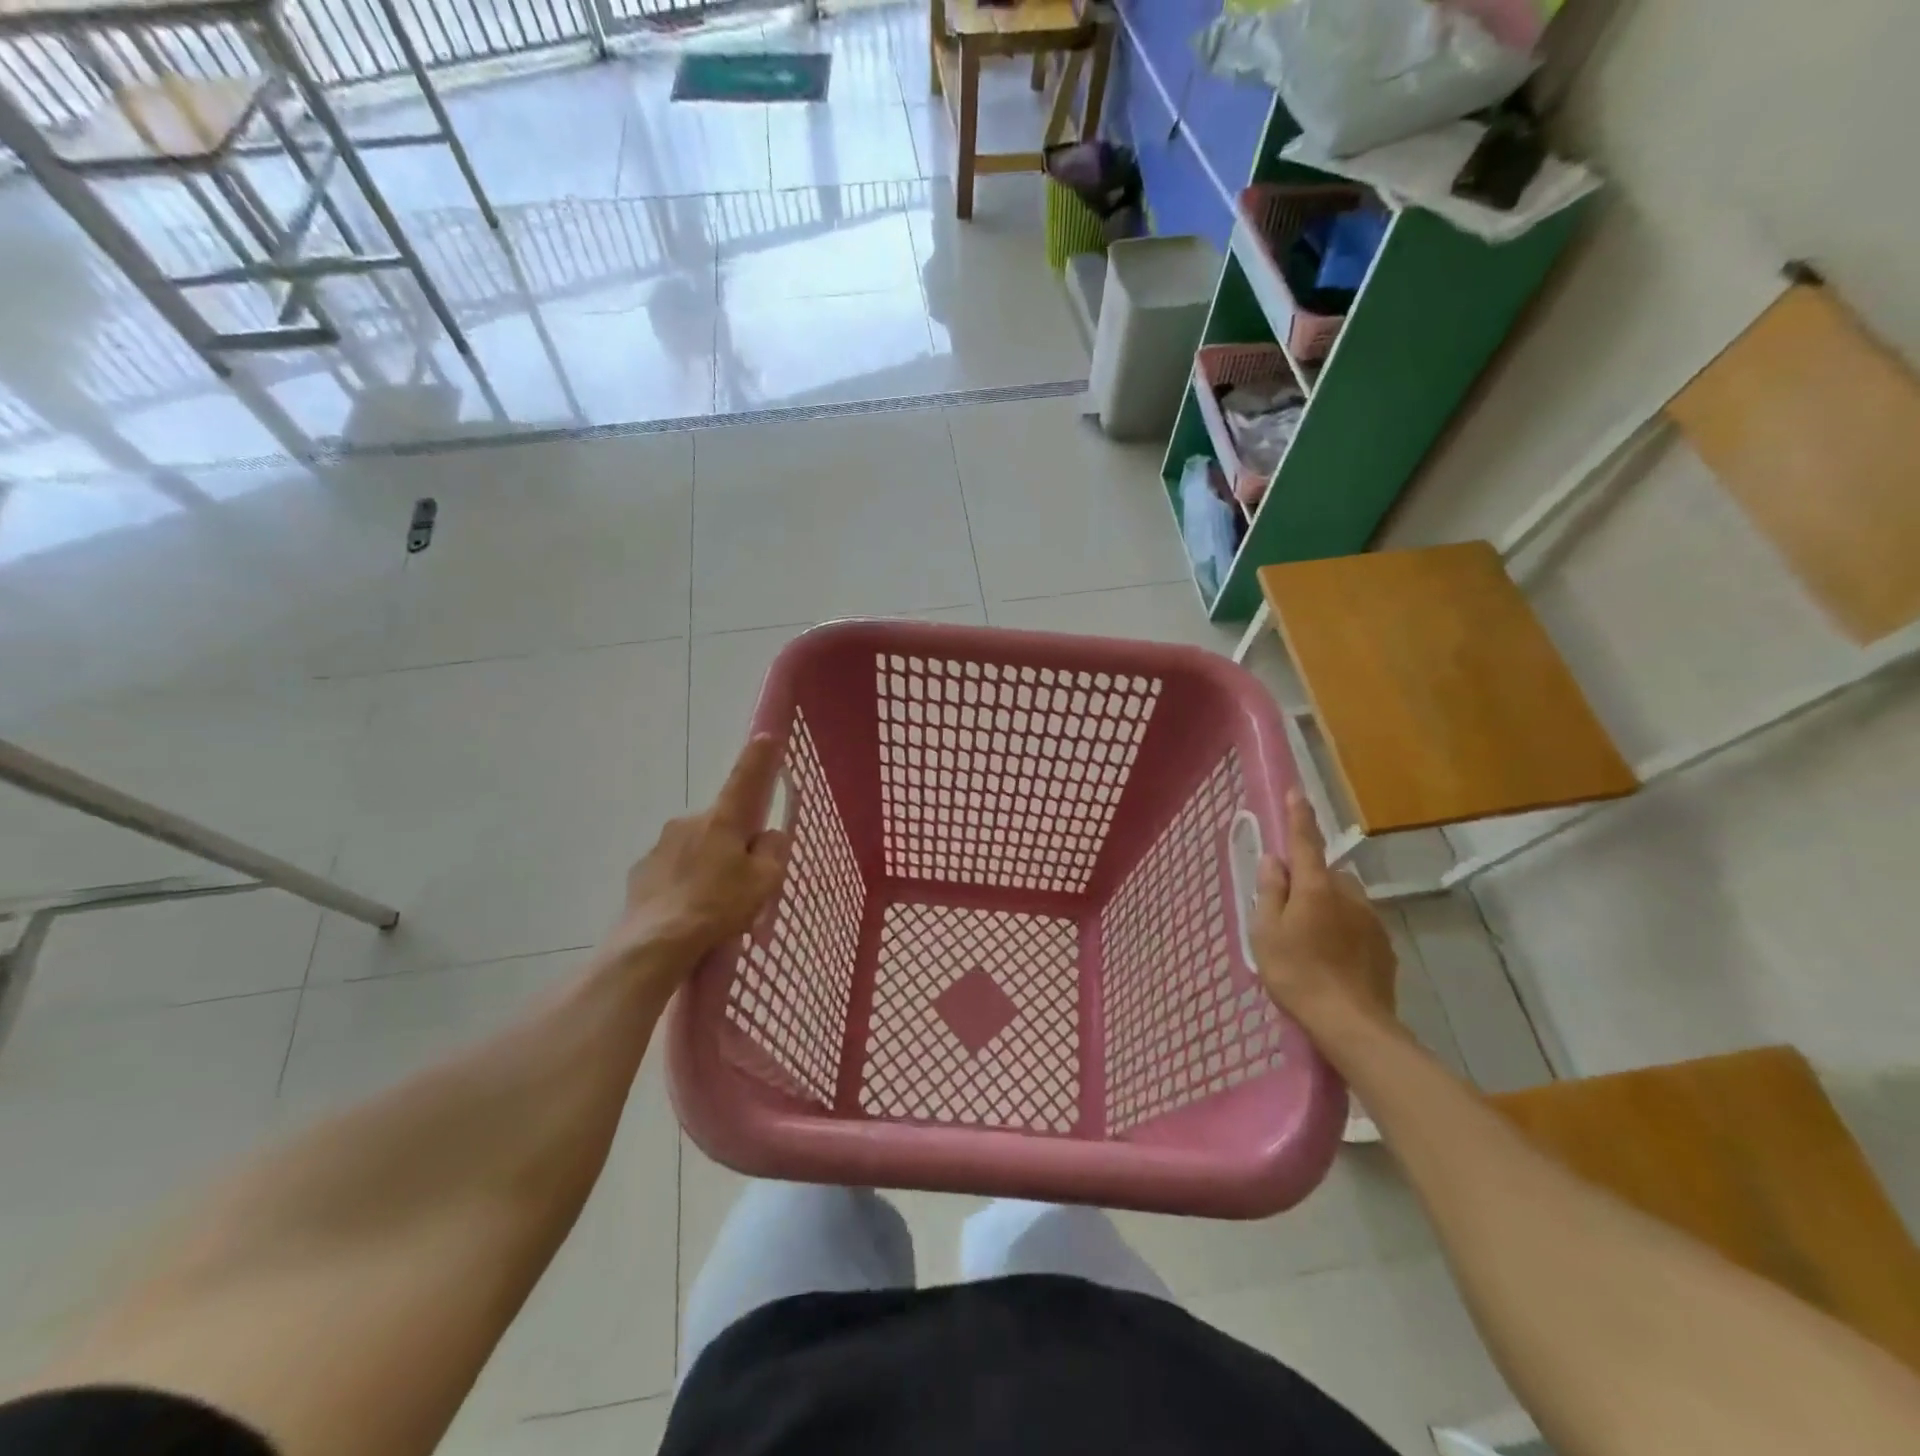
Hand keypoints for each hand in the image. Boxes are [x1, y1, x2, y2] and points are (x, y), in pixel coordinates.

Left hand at [601, 736, 791, 983]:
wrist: (655, 945)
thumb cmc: (719, 906)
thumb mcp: (765, 881)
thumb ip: (773, 851)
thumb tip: (767, 836)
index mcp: (722, 819)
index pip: (746, 779)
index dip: (759, 758)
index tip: (766, 736)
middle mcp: (688, 822)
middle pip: (722, 823)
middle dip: (733, 842)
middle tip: (744, 879)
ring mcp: (660, 846)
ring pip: (696, 847)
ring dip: (708, 864)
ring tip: (714, 905)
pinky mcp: (641, 872)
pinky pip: (673, 870)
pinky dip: (684, 883)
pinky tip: (689, 912)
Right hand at [1250, 790, 1397, 1030]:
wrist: (1352, 1024)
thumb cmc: (1297, 973)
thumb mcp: (1265, 932)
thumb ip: (1270, 891)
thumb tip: (1274, 861)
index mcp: (1315, 887)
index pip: (1305, 841)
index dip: (1299, 816)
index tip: (1297, 792)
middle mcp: (1348, 894)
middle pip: (1325, 873)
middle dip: (1309, 880)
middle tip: (1287, 910)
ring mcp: (1372, 919)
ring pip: (1343, 899)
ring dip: (1327, 906)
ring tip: (1310, 940)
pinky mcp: (1385, 945)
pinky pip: (1358, 923)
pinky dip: (1343, 930)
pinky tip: (1332, 958)